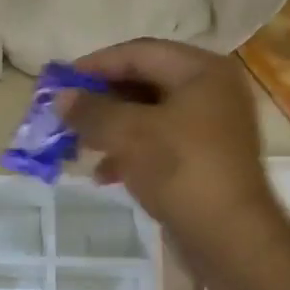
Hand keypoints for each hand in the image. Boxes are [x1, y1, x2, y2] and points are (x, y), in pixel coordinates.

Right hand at [59, 38, 282, 272]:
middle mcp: (211, 90)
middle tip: (66, 113)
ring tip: (78, 144)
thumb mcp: (128, 133)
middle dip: (101, 99)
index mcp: (201, 70)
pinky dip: (129, 151)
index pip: (138, 53)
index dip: (95, 65)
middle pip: (144, 82)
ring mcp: (211, 126)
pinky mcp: (204, 158)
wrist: (229, 237)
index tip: (61, 81)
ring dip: (111, 127)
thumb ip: (91, 110)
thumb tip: (60, 97)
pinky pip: (158, 142)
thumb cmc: (180, 169)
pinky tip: (103, 174)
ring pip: (148, 115)